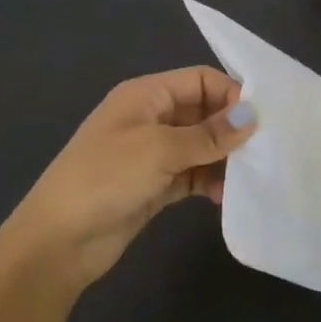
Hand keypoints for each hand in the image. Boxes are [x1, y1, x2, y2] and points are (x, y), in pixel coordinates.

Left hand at [4, 67, 256, 293]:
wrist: (57, 241)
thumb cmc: (105, 178)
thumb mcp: (159, 149)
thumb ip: (208, 134)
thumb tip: (252, 116)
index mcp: (146, 95)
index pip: (200, 80)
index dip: (231, 94)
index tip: (262, 119)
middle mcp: (151, 118)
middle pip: (203, 111)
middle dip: (231, 128)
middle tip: (264, 150)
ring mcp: (152, 153)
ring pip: (201, 146)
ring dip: (223, 158)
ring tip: (247, 177)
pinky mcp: (154, 185)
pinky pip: (192, 174)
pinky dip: (209, 181)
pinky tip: (224, 197)